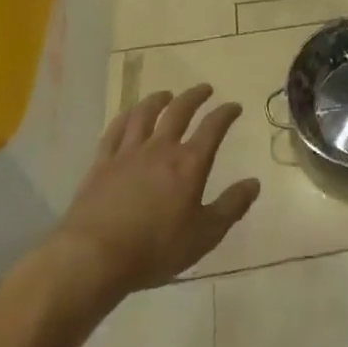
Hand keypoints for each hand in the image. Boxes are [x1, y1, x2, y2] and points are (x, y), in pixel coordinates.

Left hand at [43, 85, 260, 310]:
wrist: (93, 257)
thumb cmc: (155, 249)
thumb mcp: (204, 235)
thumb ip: (231, 207)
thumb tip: (254, 183)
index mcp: (189, 163)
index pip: (213, 128)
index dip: (226, 114)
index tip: (234, 106)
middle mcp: (160, 149)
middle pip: (179, 112)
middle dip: (195, 97)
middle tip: (205, 89)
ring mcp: (128, 153)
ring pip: (145, 114)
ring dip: (158, 100)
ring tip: (166, 94)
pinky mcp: (101, 164)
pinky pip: (114, 130)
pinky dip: (125, 117)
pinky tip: (128, 115)